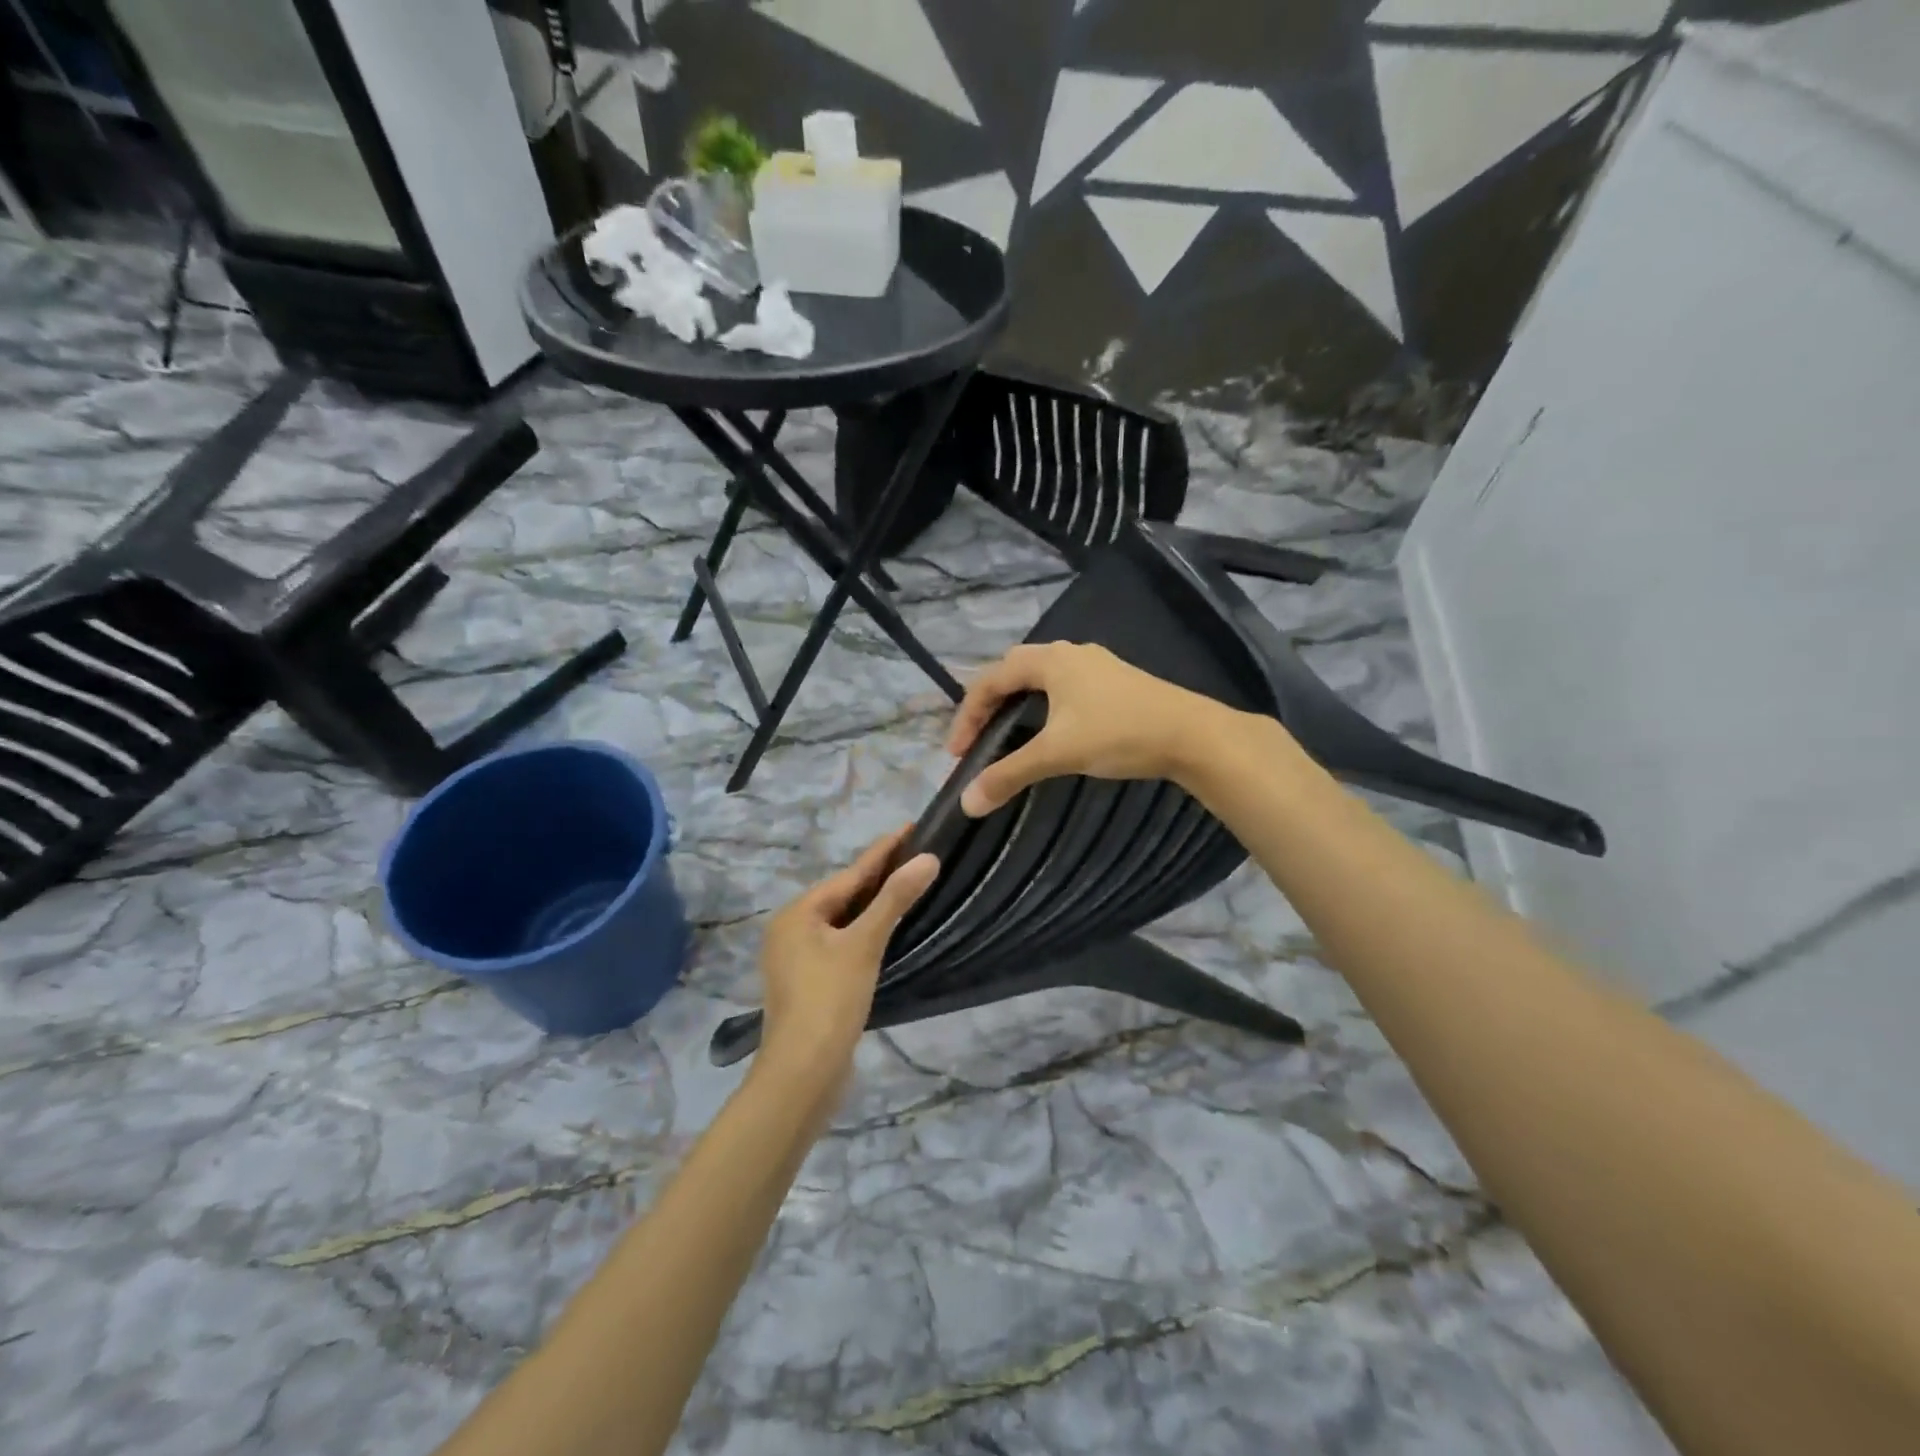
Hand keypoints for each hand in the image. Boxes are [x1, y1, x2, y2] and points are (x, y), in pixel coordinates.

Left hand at [756, 827, 937, 1087]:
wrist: (802, 1074)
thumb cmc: (829, 1000)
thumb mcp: (864, 945)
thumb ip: (895, 899)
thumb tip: (928, 859)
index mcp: (798, 913)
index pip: (851, 873)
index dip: (884, 851)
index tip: (911, 827)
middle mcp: (792, 929)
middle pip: (844, 895)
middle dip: (880, 876)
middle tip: (917, 854)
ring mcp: (797, 957)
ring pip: (843, 921)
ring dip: (874, 905)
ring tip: (908, 884)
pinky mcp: (810, 981)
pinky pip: (842, 943)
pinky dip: (865, 932)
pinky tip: (887, 930)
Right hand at [947, 642, 1229, 816]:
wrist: (1192, 735)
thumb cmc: (1118, 733)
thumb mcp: (1057, 754)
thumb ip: (1009, 774)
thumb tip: (966, 803)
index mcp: (1050, 660)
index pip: (990, 679)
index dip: (967, 715)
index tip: (957, 754)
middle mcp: (1070, 654)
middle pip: (1013, 671)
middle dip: (989, 704)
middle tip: (977, 740)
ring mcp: (1096, 666)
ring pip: (1041, 679)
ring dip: (1017, 704)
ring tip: (1006, 736)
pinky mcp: (1115, 683)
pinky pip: (1064, 688)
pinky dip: (1044, 707)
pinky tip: (1051, 732)